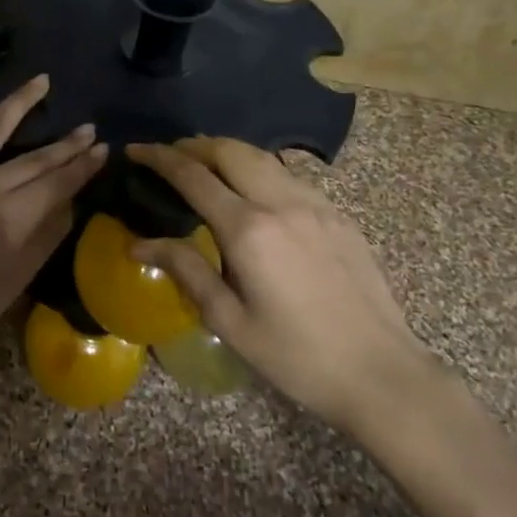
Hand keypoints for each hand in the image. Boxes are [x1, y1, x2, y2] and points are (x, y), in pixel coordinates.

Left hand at [0, 75, 106, 373]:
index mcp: (9, 218)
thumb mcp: (21, 275)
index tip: (103, 147)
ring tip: (42, 81)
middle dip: (64, 143)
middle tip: (89, 126)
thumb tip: (72, 197)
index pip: (56, 182)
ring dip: (18, 103)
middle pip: (32, 158)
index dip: (82, 165)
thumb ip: (50, 231)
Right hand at [125, 138, 431, 433]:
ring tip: (206, 164)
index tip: (135, 149)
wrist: (380, 372)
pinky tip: (254, 191)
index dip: (159, 157)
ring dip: (227, 152)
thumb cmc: (296, 356)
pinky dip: (259, 169)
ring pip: (263, 157)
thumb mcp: (230, 321)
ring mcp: (315, 204)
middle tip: (169, 154)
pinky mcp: (338, 214)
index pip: (193, 176)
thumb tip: (138, 244)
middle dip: (194, 144)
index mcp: (248, 229)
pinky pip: (290, 175)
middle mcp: (281, 202)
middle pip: (230, 150)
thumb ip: (185, 270)